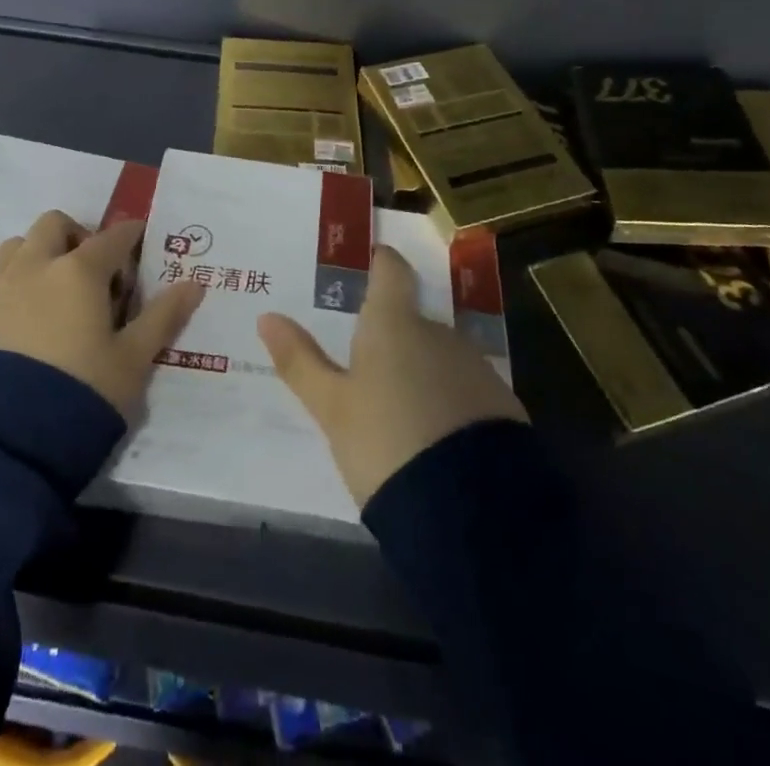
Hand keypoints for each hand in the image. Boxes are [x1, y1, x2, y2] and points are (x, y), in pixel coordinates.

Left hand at [0, 211, 204, 417]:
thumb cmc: (80, 395)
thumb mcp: (132, 362)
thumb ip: (162, 317)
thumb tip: (193, 284)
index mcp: (79, 272)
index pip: (112, 237)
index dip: (130, 237)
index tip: (139, 246)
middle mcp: (35, 267)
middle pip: (55, 225)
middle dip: (77, 236)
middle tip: (92, 273)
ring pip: (17, 247)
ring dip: (39, 256)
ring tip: (52, 295)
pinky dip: (13, 288)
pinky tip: (22, 326)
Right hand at [258, 244, 526, 507]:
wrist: (474, 510)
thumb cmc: (386, 442)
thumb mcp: (332, 408)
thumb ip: (300, 361)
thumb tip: (266, 317)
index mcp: (393, 324)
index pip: (391, 272)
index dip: (383, 263)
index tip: (375, 259)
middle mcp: (439, 333)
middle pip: (413, 321)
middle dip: (393, 338)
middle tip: (368, 368)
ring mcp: (475, 368)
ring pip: (440, 358)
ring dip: (422, 374)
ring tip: (400, 415)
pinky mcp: (502, 406)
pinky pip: (465, 392)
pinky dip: (448, 403)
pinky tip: (436, 440)